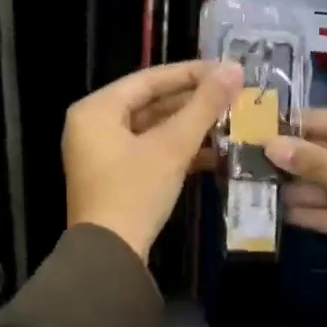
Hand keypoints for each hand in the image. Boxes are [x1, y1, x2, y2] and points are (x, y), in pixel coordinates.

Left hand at [64, 60, 244, 260]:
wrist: (110, 257)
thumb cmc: (135, 192)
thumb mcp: (172, 147)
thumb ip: (203, 106)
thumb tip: (234, 68)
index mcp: (96, 109)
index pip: (149, 79)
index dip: (191, 73)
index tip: (227, 70)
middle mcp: (93, 125)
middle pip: (150, 102)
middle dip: (193, 101)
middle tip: (233, 95)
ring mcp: (101, 152)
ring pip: (152, 128)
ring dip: (189, 127)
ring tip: (230, 120)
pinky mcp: (114, 176)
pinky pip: (148, 150)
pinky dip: (177, 150)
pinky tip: (215, 152)